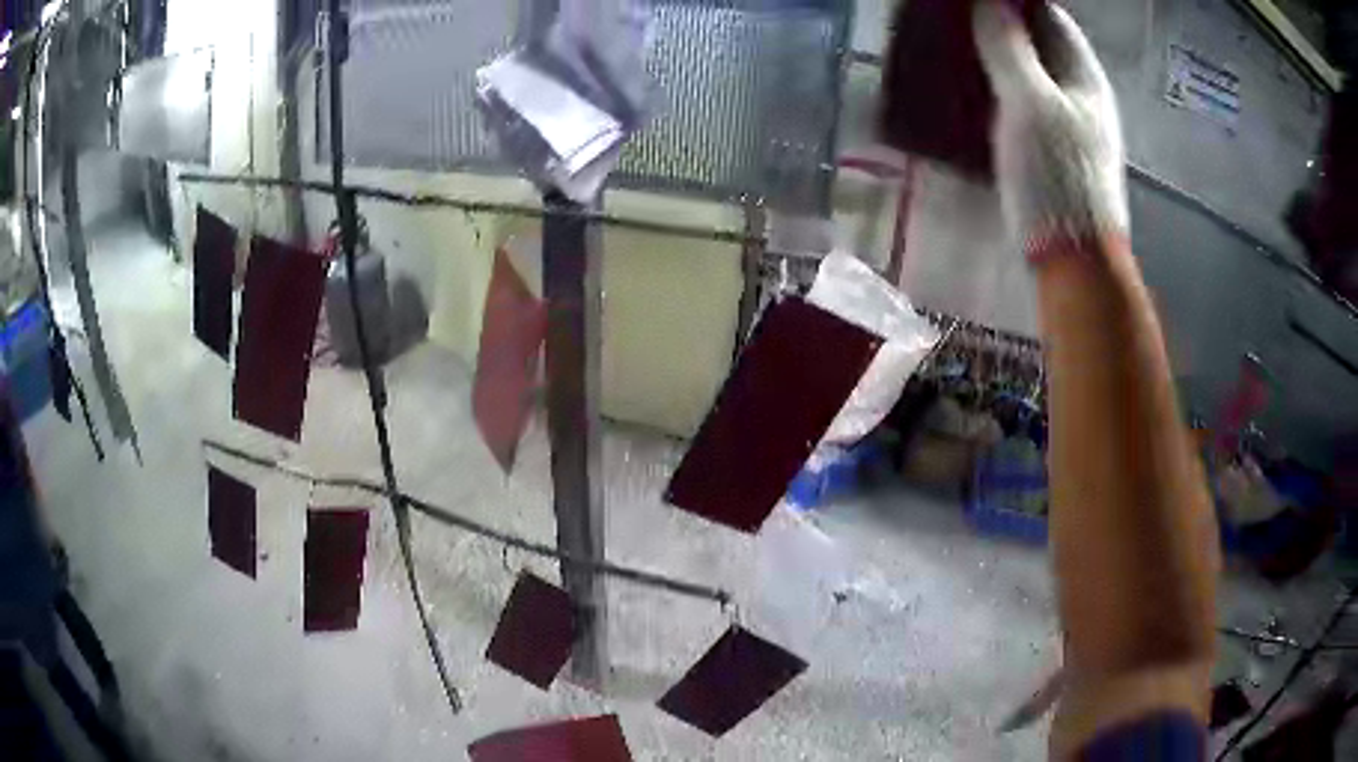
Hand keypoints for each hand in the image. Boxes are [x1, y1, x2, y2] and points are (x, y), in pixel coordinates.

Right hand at [973, 1, 1127, 261]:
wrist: (1075, 263)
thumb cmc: (1058, 178)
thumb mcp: (1030, 104)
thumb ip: (1010, 48)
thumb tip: (990, 2)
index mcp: (1084, 76)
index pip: (1050, 16)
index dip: (1016, 2)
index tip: (974, 2)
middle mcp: (1081, 96)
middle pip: (1041, 45)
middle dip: (1001, 27)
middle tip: (958, 25)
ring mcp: (1070, 127)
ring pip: (1030, 76)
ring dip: (997, 61)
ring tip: (956, 55)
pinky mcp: (1054, 155)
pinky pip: (1024, 107)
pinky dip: (999, 95)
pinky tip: (972, 99)